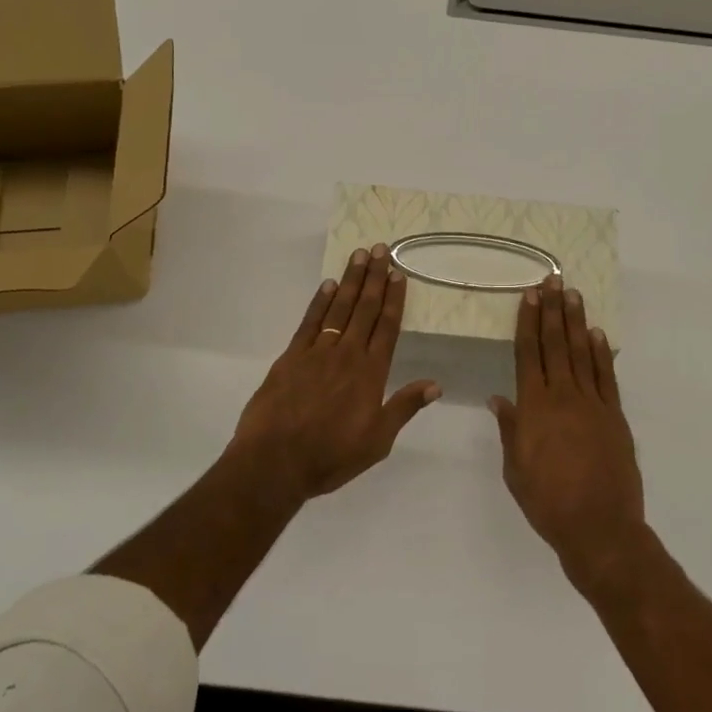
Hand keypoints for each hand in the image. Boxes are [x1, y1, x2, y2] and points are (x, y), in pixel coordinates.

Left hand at [232, 245, 441, 500]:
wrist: (275, 462)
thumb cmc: (331, 456)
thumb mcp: (378, 441)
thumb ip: (404, 408)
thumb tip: (436, 385)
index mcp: (371, 374)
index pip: (387, 327)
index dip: (393, 299)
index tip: (398, 274)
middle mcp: (347, 355)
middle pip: (364, 309)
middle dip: (374, 278)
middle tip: (380, 249)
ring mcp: (317, 352)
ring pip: (338, 308)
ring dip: (350, 281)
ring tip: (359, 255)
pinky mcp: (291, 357)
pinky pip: (309, 322)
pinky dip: (319, 302)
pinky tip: (327, 285)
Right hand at [489, 275, 648, 595]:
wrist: (599, 527)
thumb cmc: (547, 501)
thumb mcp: (515, 469)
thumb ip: (510, 429)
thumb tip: (499, 399)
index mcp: (534, 407)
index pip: (529, 353)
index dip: (529, 322)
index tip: (530, 296)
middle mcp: (563, 396)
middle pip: (555, 344)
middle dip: (553, 310)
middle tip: (553, 281)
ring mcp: (592, 403)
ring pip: (581, 353)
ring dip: (576, 322)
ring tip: (574, 295)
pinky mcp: (614, 415)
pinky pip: (606, 376)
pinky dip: (601, 353)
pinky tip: (596, 334)